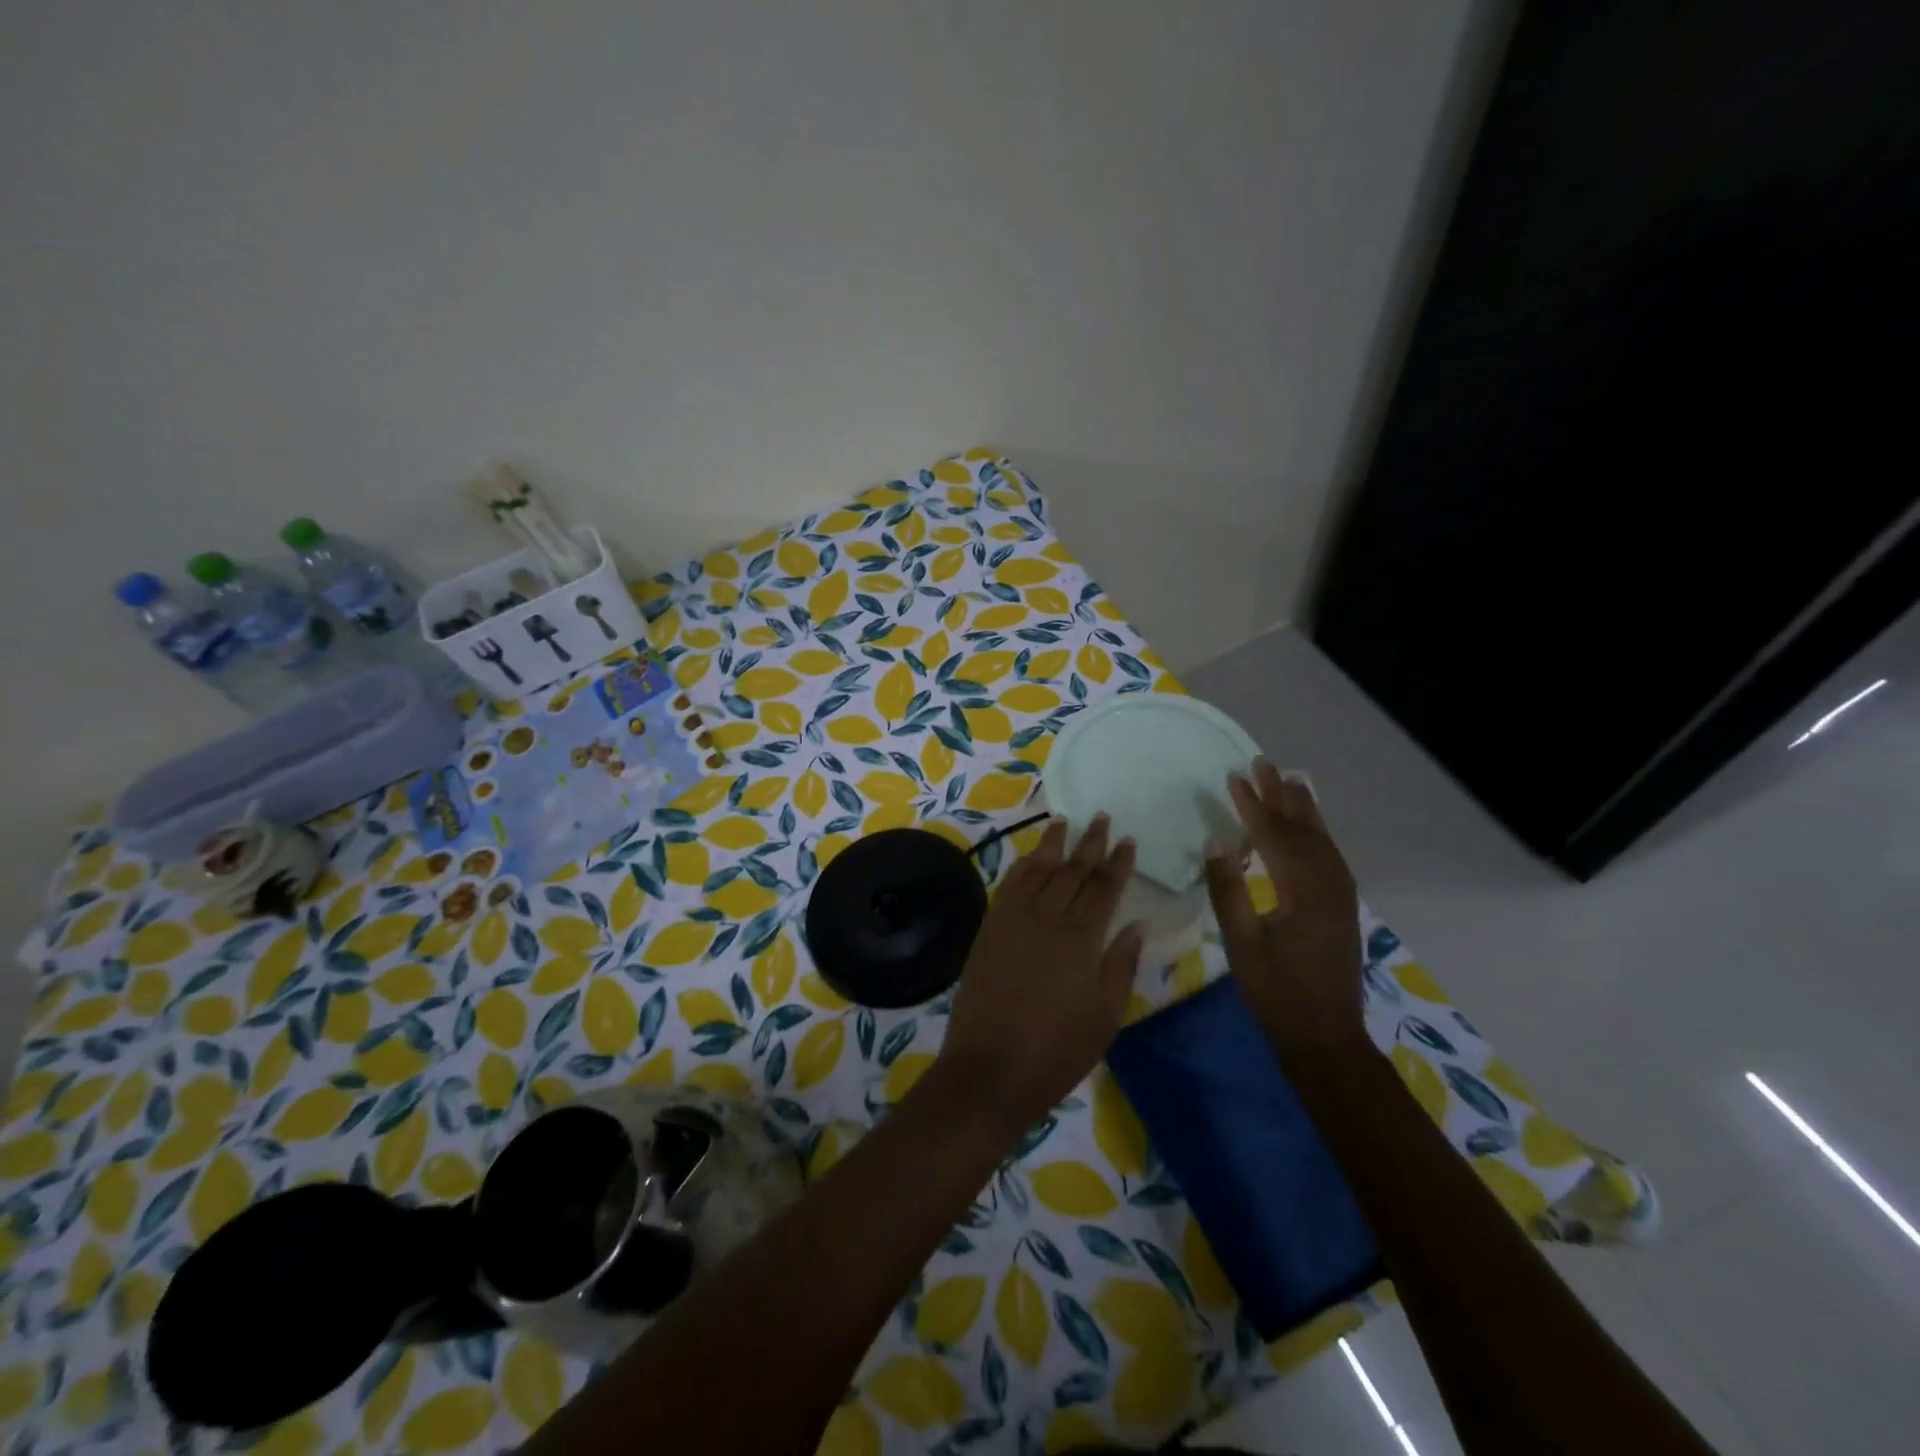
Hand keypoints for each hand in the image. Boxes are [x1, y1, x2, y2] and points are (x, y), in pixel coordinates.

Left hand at [938, 816, 1143, 1131]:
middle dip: (1089, 843)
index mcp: (1082, 937)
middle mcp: (1048, 916)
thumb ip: (1121, 964)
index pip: (1104, 888)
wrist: (991, 1068)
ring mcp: (1014, 919)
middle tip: (1101, 817)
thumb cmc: (1058, 1049)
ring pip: (1038, 869)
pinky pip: (1009, 885)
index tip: (1128, 840)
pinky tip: (1030, 857)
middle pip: (1073, 870)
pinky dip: (1022, 866)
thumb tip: (1136, 925)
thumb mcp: (1105, 1014)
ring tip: (1064, 820)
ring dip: (1053, 844)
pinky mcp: (990, 928)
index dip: (1118, 862)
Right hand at [1204, 761, 1365, 1053]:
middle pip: (1303, 828)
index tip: (1234, 776)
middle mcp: (1328, 883)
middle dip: (1281, 795)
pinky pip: (1329, 854)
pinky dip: (1315, 831)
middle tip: (1262, 764)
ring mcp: (1341, 894)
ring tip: (1288, 780)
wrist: (1326, 1036)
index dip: (1252, 805)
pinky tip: (1308, 828)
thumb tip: (1215, 841)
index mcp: (1303, 890)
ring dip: (1302, 808)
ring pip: (1322, 839)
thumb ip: (1228, 890)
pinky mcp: (1342, 906)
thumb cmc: (1276, 992)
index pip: (1274, 835)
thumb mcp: (1241, 943)